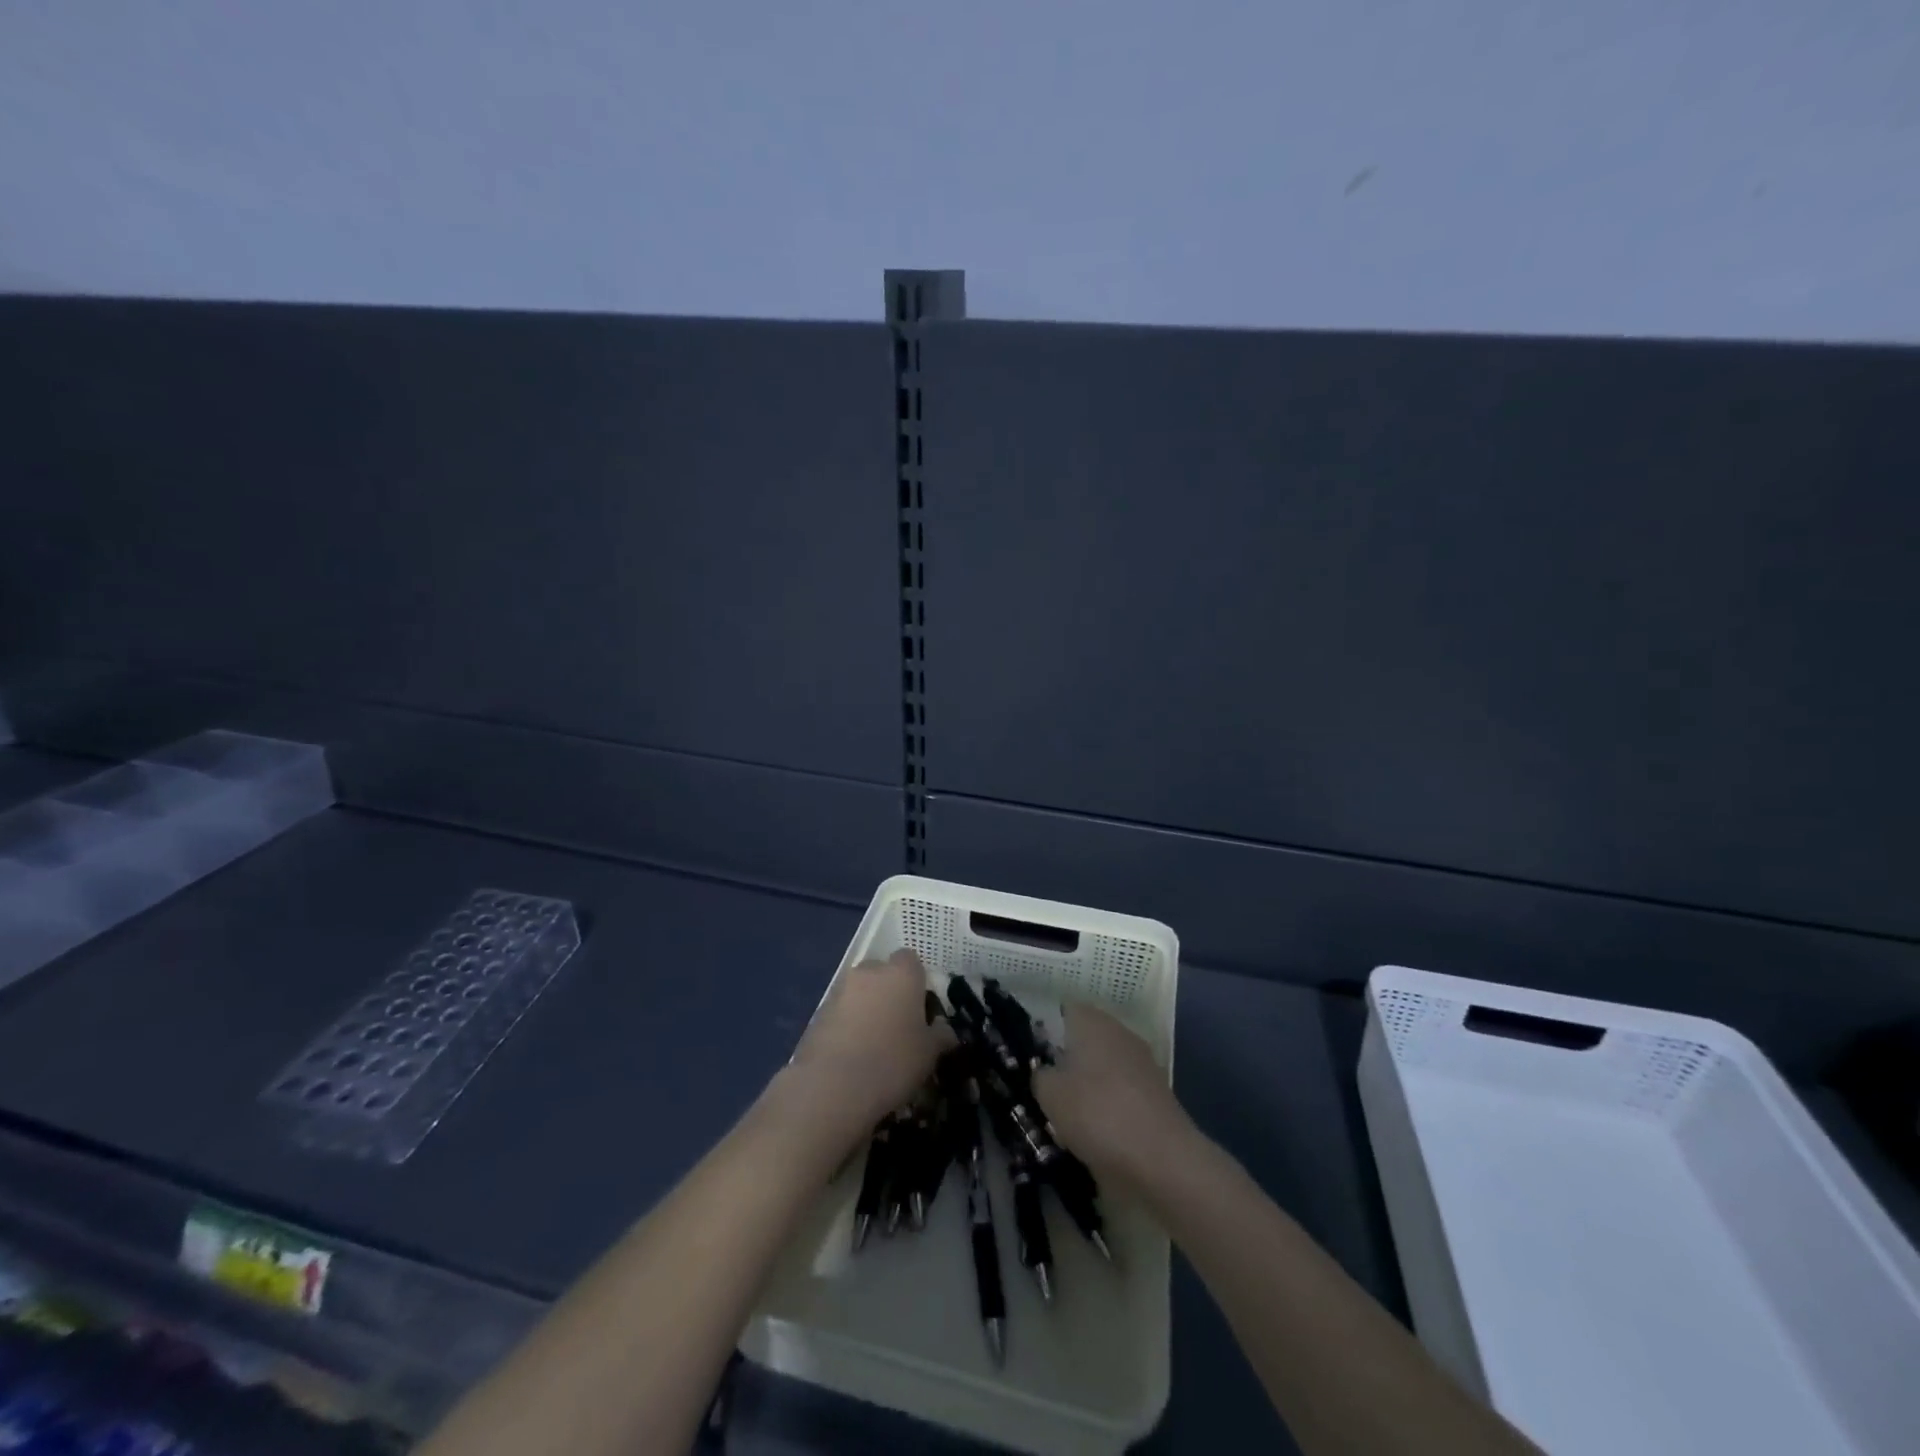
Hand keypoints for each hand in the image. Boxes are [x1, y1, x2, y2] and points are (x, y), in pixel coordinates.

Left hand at [785, 948, 946, 1141]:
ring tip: (873, 1043)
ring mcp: (840, 989)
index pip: (911, 960)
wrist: (833, 1086)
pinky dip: (846, 1024)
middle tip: (897, 1024)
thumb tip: (944, 1030)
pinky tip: (851, 1054)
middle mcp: (869, 972)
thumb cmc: (893, 1061)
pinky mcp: (818, 1012)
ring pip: (859, 991)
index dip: (916, 981)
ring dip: (866, 1008)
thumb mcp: (929, 1053)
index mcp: (901, 973)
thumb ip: (939, 1035)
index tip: (920, 1007)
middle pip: (882, 972)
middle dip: (889, 992)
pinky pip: (840, 1011)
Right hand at [1032, 1002, 1192, 1189]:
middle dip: (1066, 1061)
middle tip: (1045, 1088)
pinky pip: (1120, 1092)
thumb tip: (1045, 1072)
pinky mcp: (1155, 1094)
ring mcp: (1141, 1063)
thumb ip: (1040, 1076)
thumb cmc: (1097, 1114)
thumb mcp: (1050, 1095)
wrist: (1162, 1160)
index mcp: (1092, 1021)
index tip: (1032, 1055)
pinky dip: (1107, 1106)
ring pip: (1103, 1067)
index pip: (1064, 1010)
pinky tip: (1095, 1133)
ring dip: (1087, 1086)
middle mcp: (1119, 1033)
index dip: (1046, 1029)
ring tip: (1066, 1117)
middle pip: (1085, 1040)